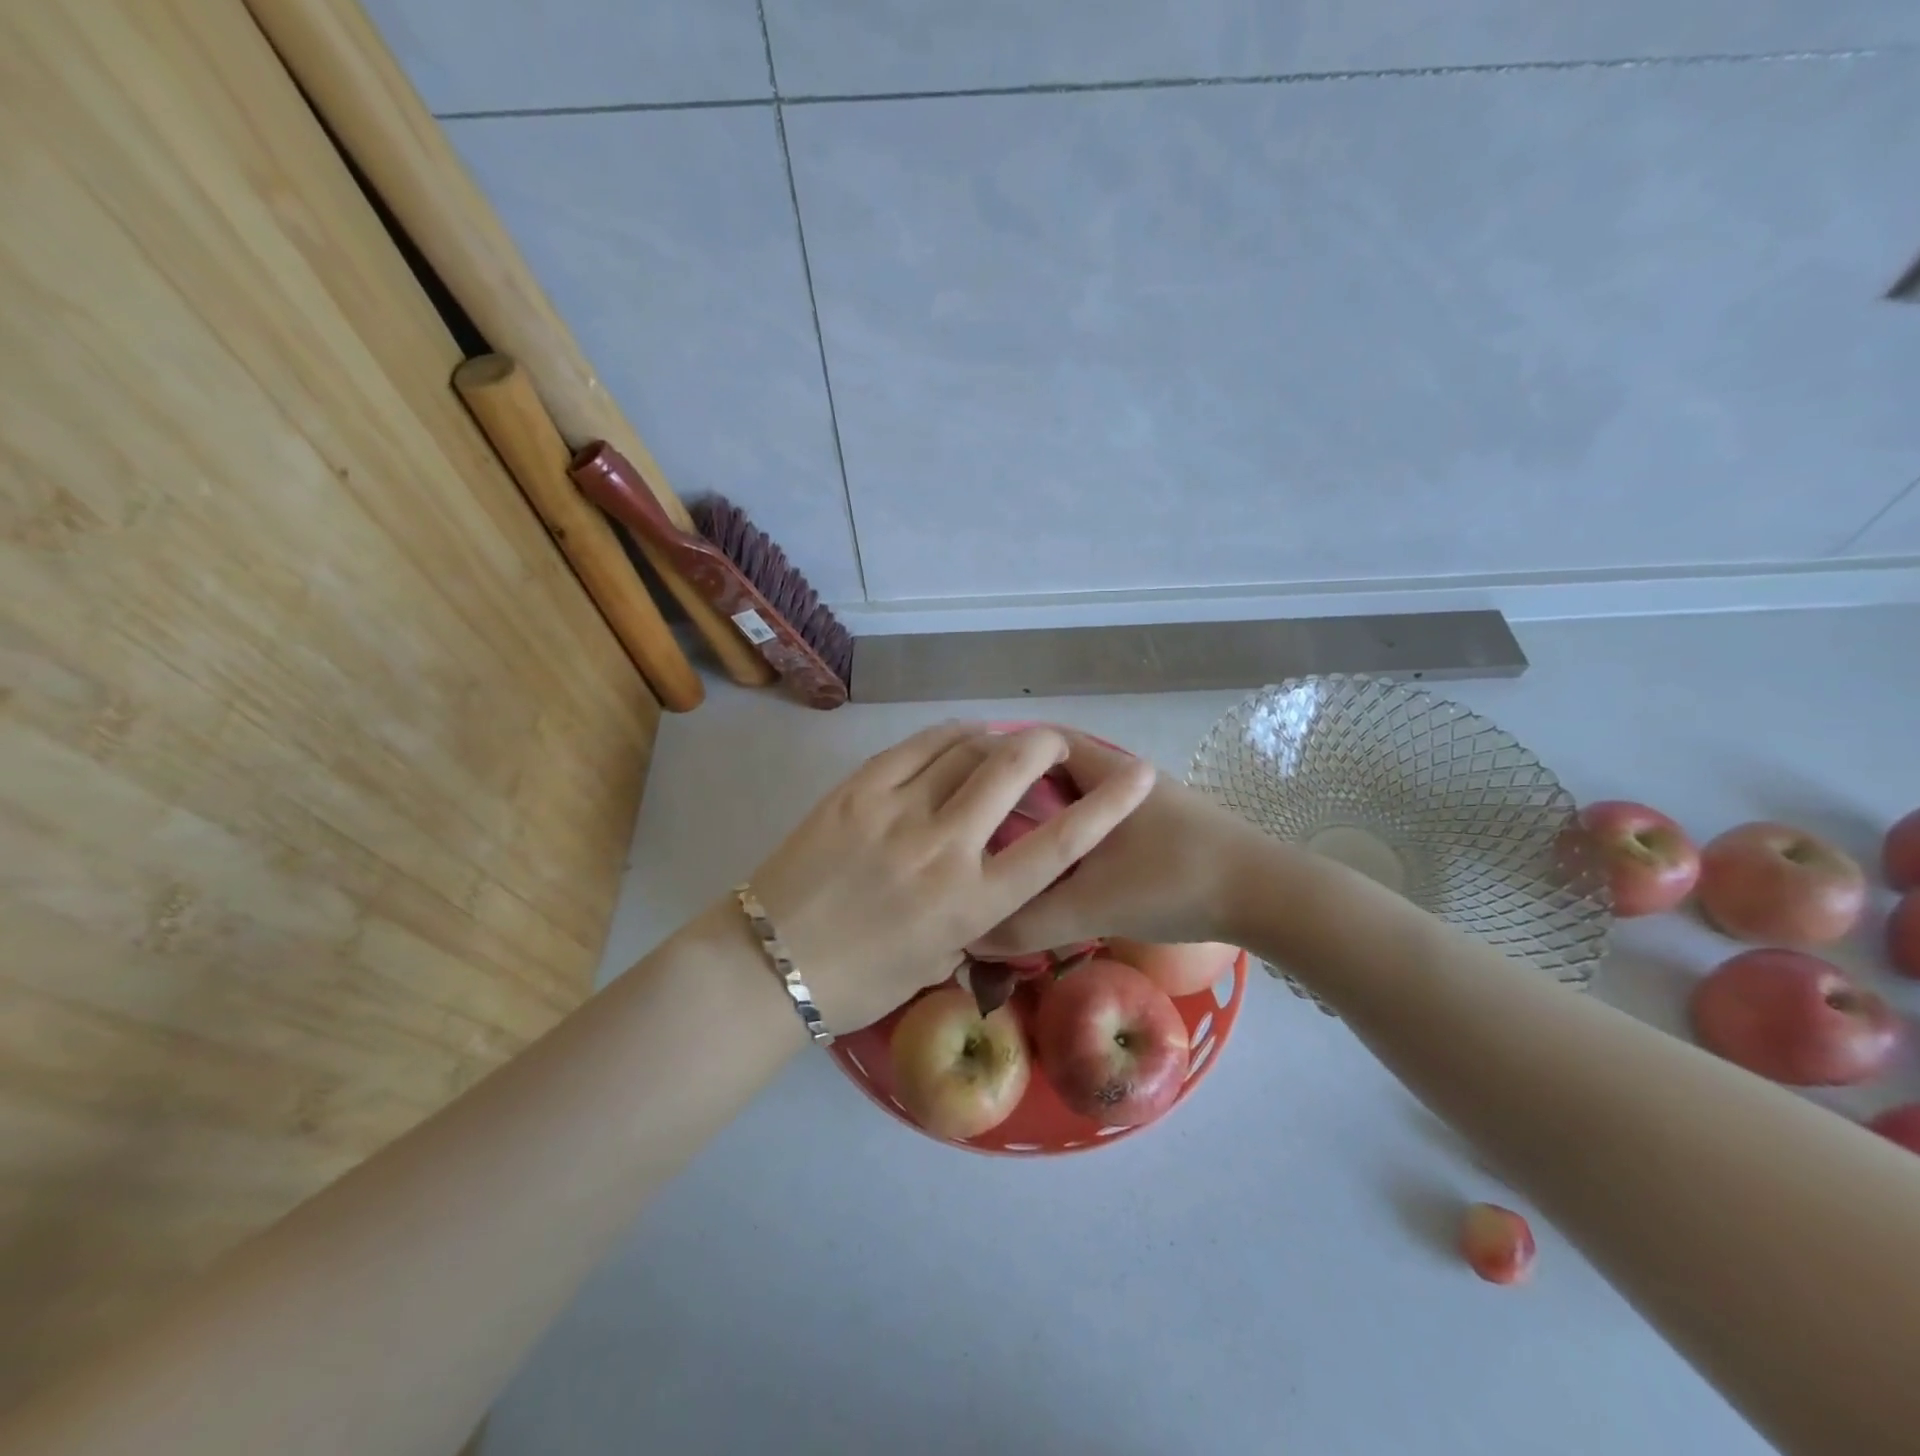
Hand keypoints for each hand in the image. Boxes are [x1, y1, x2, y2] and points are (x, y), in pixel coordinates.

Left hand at [745, 722, 1155, 1030]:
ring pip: (963, 749)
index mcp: (971, 904)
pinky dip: (948, 735)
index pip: (1057, 845)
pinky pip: (916, 747)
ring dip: (995, 738)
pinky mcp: (858, 791)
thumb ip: (976, 918)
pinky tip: (960, 735)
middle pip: (1011, 770)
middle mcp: (943, 848)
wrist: (769, 964)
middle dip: (1046, 746)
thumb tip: (994, 882)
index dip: (1109, 806)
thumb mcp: (937, 962)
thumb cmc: (859, 982)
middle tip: (1054, 745)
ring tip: (1003, 742)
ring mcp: (897, 811)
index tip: (1140, 775)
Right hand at [969, 732, 1265, 958]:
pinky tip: (1059, 871)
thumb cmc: (1176, 882)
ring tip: (1006, 851)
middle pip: (1051, 770)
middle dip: (1012, 794)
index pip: (1033, 742)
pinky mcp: (1160, 825)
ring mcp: (1144, 799)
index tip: (958, 790)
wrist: (1270, 896)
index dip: (992, 759)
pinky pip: (1099, 820)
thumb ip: (1028, 921)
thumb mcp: (1093, 904)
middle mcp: (1121, 773)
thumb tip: (970, 935)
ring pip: (1077, 798)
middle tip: (974, 827)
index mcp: (1102, 770)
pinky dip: (1072, 836)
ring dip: (1044, 818)